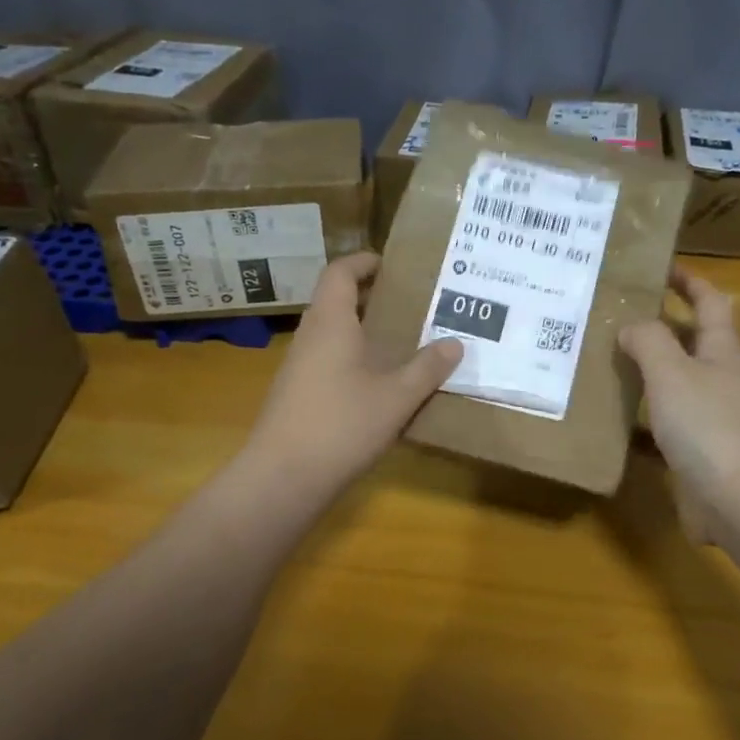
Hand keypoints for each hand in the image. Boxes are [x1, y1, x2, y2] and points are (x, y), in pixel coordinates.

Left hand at [243, 253, 461, 493]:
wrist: (284, 477)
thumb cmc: (342, 425)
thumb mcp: (396, 397)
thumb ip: (427, 368)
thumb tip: (455, 343)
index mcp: (331, 322)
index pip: (340, 272)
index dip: (364, 262)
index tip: (392, 265)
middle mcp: (310, 336)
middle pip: (335, 300)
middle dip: (370, 297)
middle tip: (410, 304)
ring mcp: (298, 367)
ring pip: (331, 333)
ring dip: (361, 330)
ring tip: (401, 342)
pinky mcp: (297, 394)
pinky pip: (327, 360)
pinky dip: (352, 358)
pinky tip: (377, 383)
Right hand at [619, 267, 739, 541]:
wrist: (739, 499)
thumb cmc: (708, 425)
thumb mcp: (672, 372)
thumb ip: (649, 341)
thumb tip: (632, 326)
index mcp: (722, 351)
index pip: (710, 302)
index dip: (688, 281)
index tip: (658, 266)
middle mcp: (721, 379)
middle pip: (692, 341)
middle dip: (659, 326)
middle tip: (614, 316)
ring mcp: (714, 417)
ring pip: (677, 383)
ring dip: (648, 371)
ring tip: (605, 361)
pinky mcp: (700, 451)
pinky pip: (667, 423)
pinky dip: (643, 416)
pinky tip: (614, 419)